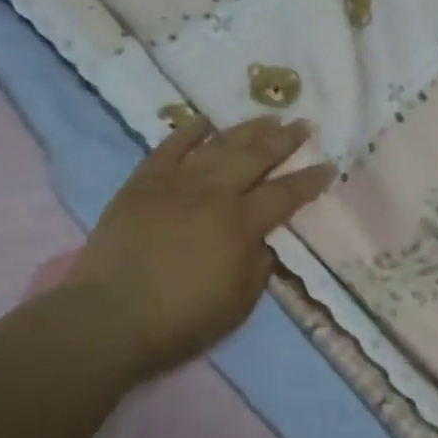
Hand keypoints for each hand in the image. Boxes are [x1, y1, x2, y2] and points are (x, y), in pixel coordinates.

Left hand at [59, 116, 336, 378]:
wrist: (109, 318)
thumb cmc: (180, 320)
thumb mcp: (238, 304)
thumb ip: (259, 266)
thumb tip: (263, 240)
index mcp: (242, 224)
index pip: (286, 194)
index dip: (311, 180)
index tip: (329, 166)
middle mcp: (215, 193)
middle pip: (257, 156)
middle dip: (286, 140)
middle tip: (303, 125)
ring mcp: (177, 182)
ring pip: (220, 145)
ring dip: (247, 129)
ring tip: (268, 118)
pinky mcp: (144, 182)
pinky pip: (170, 147)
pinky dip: (189, 132)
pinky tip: (205, 122)